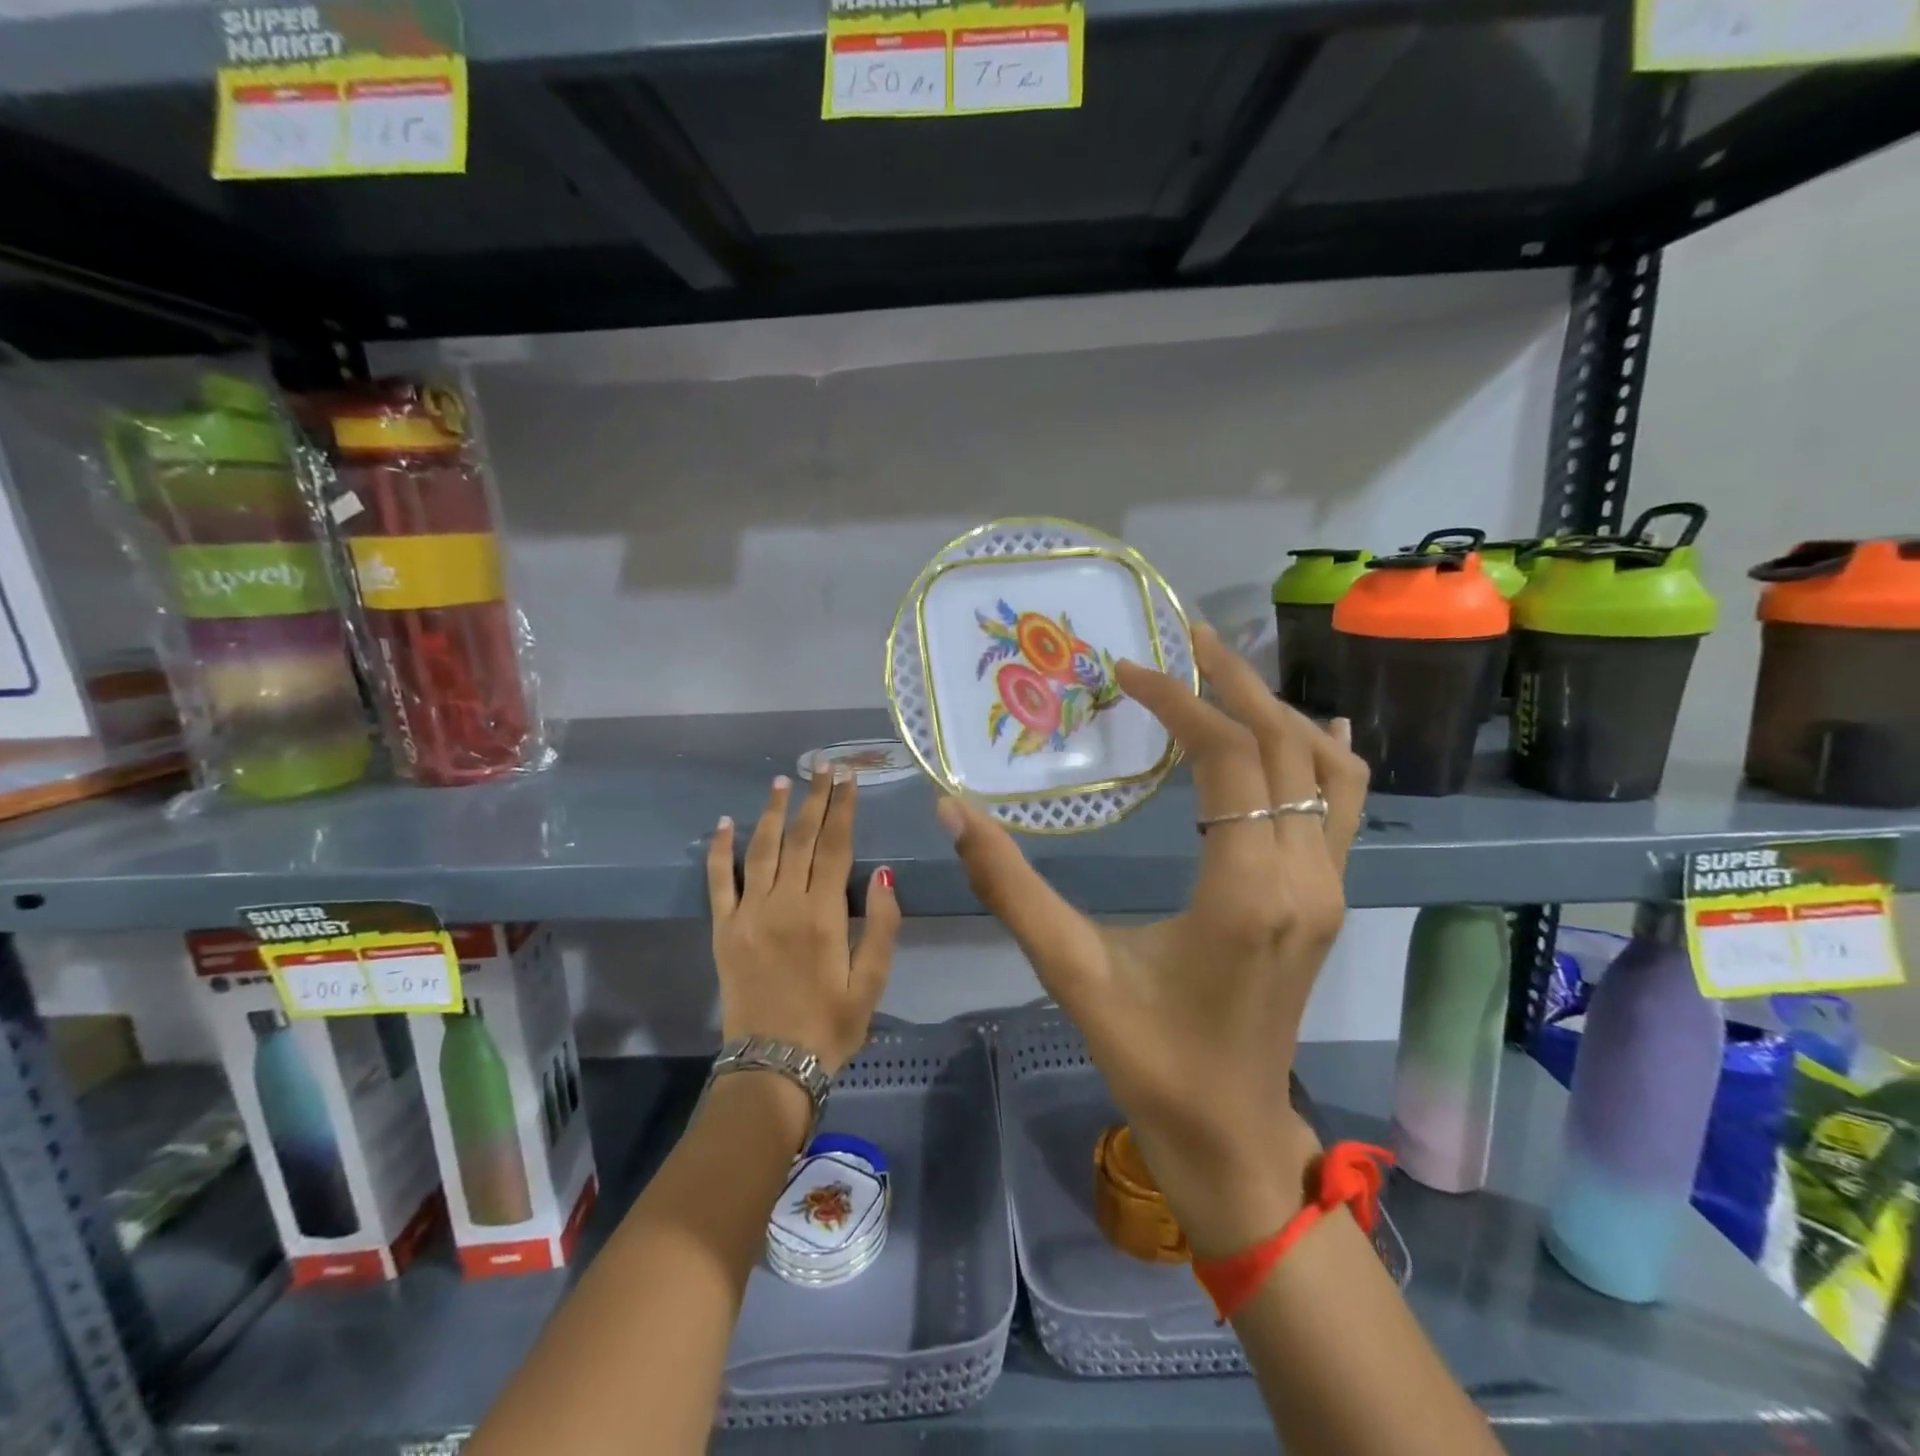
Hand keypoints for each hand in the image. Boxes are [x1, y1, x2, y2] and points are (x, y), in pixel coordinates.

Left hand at [707, 771, 901, 1076]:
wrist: (772, 1066)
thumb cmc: (831, 1025)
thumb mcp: (872, 982)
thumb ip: (882, 926)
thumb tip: (884, 874)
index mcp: (824, 914)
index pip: (836, 846)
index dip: (843, 809)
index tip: (848, 779)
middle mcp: (784, 903)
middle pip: (801, 838)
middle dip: (814, 799)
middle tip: (823, 766)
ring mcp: (749, 913)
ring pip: (762, 849)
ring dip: (772, 812)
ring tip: (783, 781)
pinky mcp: (723, 929)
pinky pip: (719, 880)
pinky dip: (720, 849)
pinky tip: (725, 822)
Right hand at [937, 624, 1367, 1256]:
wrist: (1230, 1135)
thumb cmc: (1149, 1057)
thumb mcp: (1070, 970)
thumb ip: (1011, 888)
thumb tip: (954, 811)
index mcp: (1246, 891)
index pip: (1228, 757)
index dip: (1178, 703)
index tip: (1127, 674)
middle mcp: (1304, 876)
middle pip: (1285, 745)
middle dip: (1233, 682)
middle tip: (1184, 636)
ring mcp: (1328, 888)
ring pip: (1325, 769)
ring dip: (1278, 711)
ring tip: (1225, 673)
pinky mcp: (1328, 900)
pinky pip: (1341, 805)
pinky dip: (1320, 754)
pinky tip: (1305, 726)